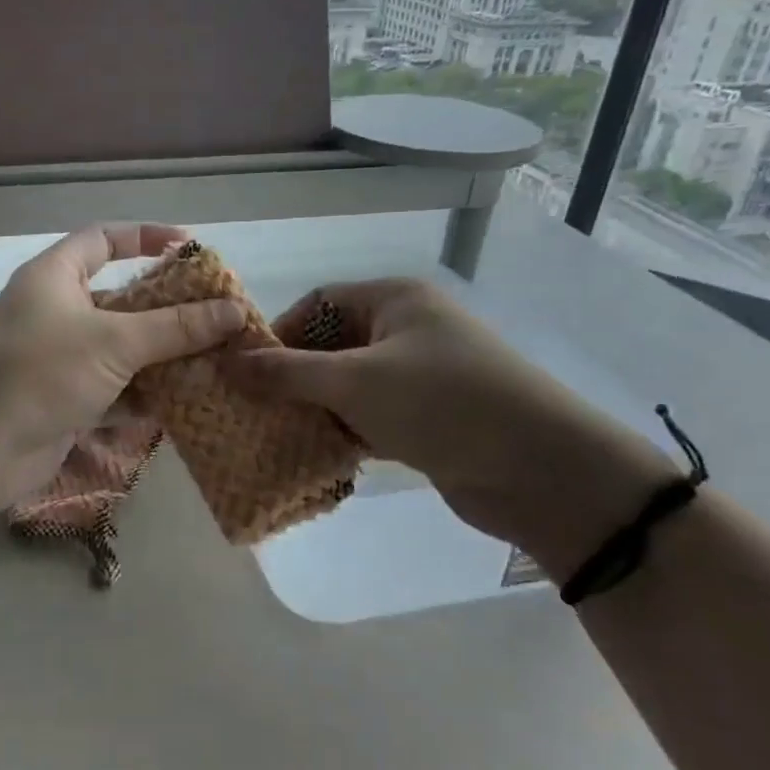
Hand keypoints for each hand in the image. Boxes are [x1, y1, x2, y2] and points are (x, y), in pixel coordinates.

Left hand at [0, 224, 246, 505]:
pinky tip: (186, 402)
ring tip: (214, 360)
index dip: (146, 237)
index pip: (103, 239)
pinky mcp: (64, 398)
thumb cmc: (41, 373)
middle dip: (167, 309)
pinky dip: (143, 394)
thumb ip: (175, 327)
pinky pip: (113, 388)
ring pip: (120, 348)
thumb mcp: (114, 342)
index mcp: (54, 277)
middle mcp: (55, 311)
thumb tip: (235, 310)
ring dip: (161, 356)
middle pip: (120, 298)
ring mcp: (58, 358)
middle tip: (216, 316)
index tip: (190, 248)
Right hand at [224, 278, 675, 577]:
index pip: (319, 302)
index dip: (280, 333)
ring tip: (278, 434)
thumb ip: (288, 373)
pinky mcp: (431, 419)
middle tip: (257, 408)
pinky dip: (346, 432)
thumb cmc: (442, 404)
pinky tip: (319, 455)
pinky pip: (373, 417)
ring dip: (317, 408)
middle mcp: (408, 329)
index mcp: (395, 300)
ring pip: (351, 385)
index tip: (249, 372)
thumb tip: (227, 363)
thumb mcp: (355, 382)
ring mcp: (422, 376)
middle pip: (333, 344)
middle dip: (295, 376)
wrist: (543, 470)